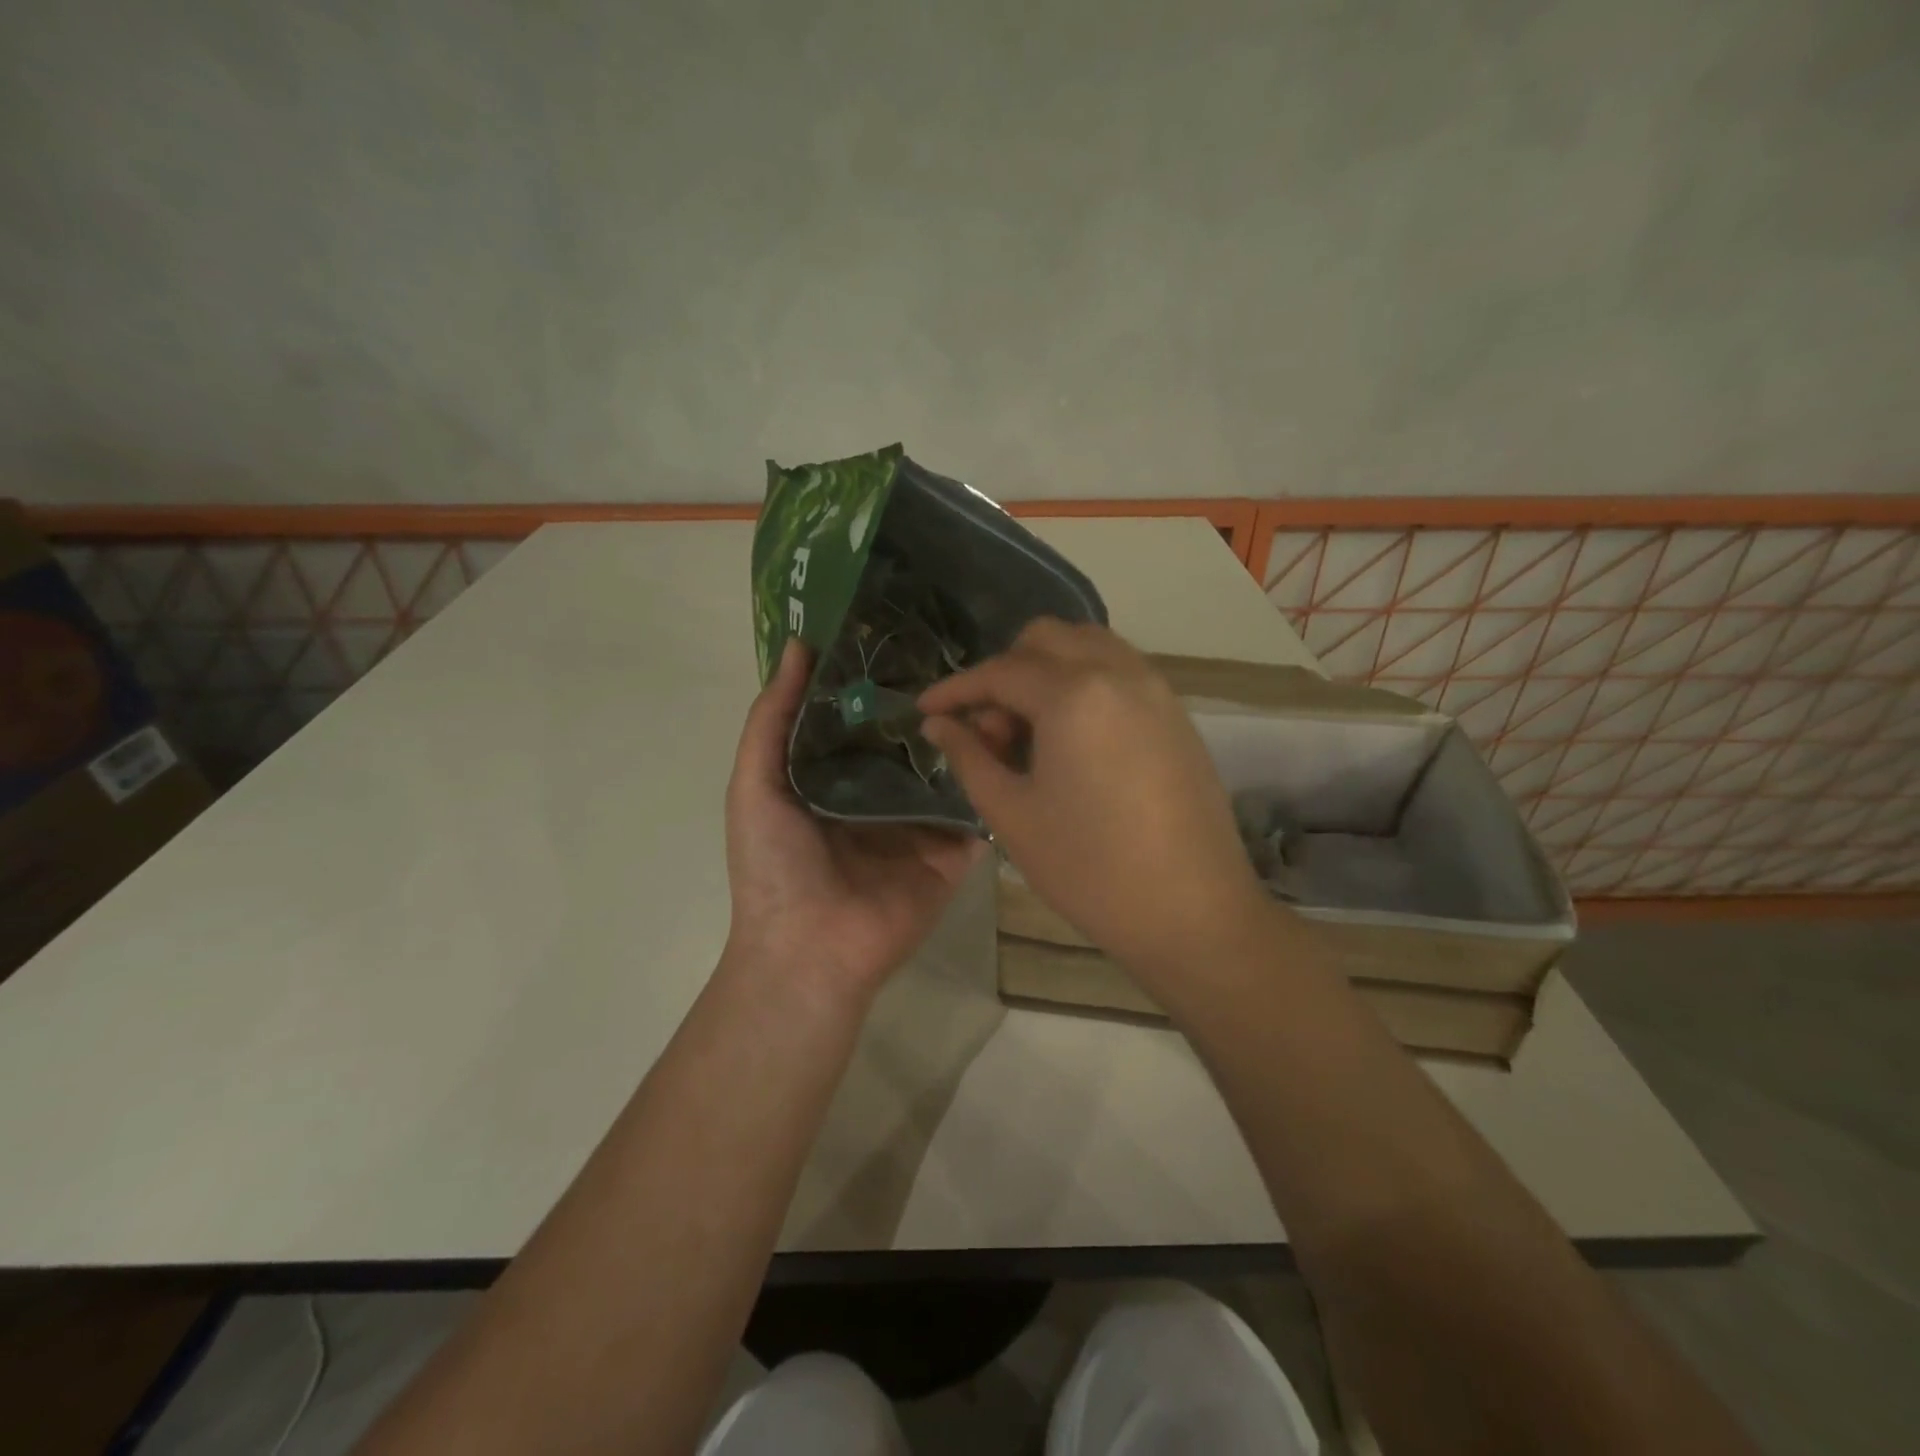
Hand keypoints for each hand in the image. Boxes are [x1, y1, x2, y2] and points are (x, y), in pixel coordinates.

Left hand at [724, 640, 981, 1004]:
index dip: (884, 678)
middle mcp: (881, 794)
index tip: (911, 630)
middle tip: (969, 648)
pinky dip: (995, 776)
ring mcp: (921, 823)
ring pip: (953, 767)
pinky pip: (978, 809)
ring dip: (973, 730)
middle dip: (936, 701)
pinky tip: (1015, 733)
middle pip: (914, 738)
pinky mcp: (954, 850)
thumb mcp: (754, 783)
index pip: (866, 717)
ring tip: (1000, 682)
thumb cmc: (774, 865)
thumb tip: (798, 645)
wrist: (809, 949)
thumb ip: (773, 717)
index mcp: (836, 777)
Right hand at [919, 621, 1269, 974]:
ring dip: (1047, 670)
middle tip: (989, 728)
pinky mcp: (1177, 713)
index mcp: (1074, 694)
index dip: (955, 689)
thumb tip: (938, 724)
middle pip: (1046, 640)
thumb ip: (969, 757)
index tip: (924, 709)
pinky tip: (1073, 738)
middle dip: (1005, 671)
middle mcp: (1119, 672)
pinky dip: (1084, 682)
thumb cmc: (1089, 868)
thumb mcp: (1012, 814)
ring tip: (1030, 731)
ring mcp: (1155, 689)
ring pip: (1088, 646)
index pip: (1000, 672)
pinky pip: (1120, 671)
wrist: (1192, 911)